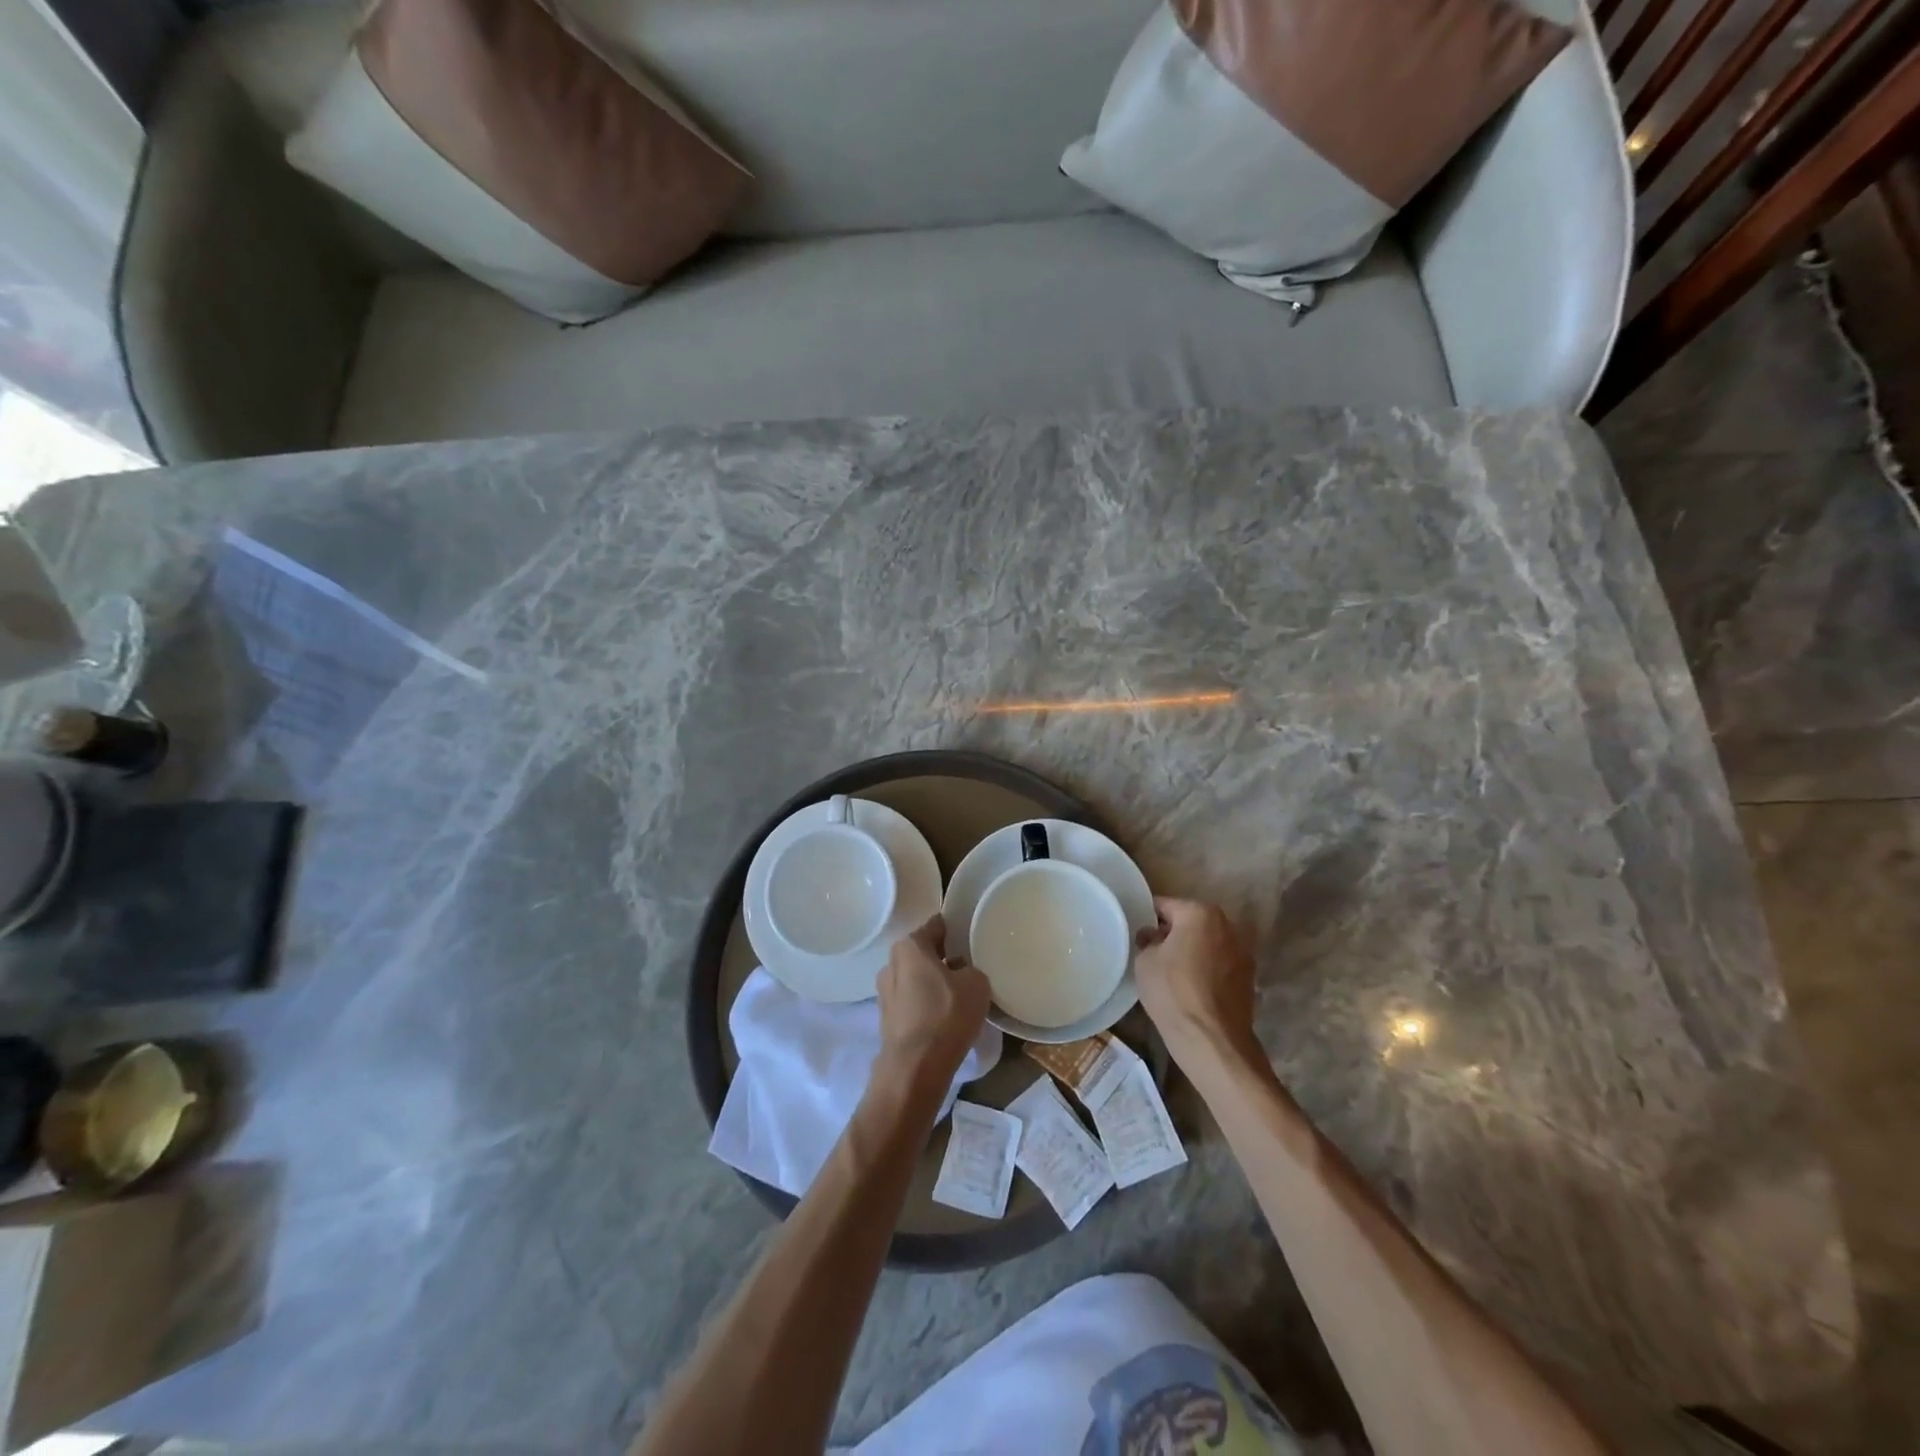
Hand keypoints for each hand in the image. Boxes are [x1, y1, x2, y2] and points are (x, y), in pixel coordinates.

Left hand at [873, 916, 990, 1096]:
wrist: (916, 1067)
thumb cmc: (946, 1015)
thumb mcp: (977, 983)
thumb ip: (971, 968)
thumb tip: (961, 972)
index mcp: (909, 946)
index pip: (936, 926)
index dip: (955, 929)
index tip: (971, 938)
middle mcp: (891, 963)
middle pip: (923, 953)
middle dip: (944, 958)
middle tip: (969, 968)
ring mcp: (884, 992)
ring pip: (916, 978)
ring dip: (934, 984)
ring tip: (959, 997)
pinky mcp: (886, 1018)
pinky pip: (912, 1002)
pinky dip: (926, 1005)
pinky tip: (944, 1018)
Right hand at [1135, 897, 1258, 1070]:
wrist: (1212, 1040)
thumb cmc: (1172, 992)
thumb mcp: (1144, 961)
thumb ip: (1147, 939)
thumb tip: (1154, 936)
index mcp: (1200, 912)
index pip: (1164, 905)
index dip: (1147, 918)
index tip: (1137, 933)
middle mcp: (1228, 924)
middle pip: (1190, 921)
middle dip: (1173, 932)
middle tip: (1153, 952)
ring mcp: (1243, 951)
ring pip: (1208, 942)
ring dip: (1193, 950)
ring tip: (1174, 972)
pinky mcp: (1250, 977)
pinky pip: (1220, 963)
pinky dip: (1208, 968)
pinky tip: (1193, 987)